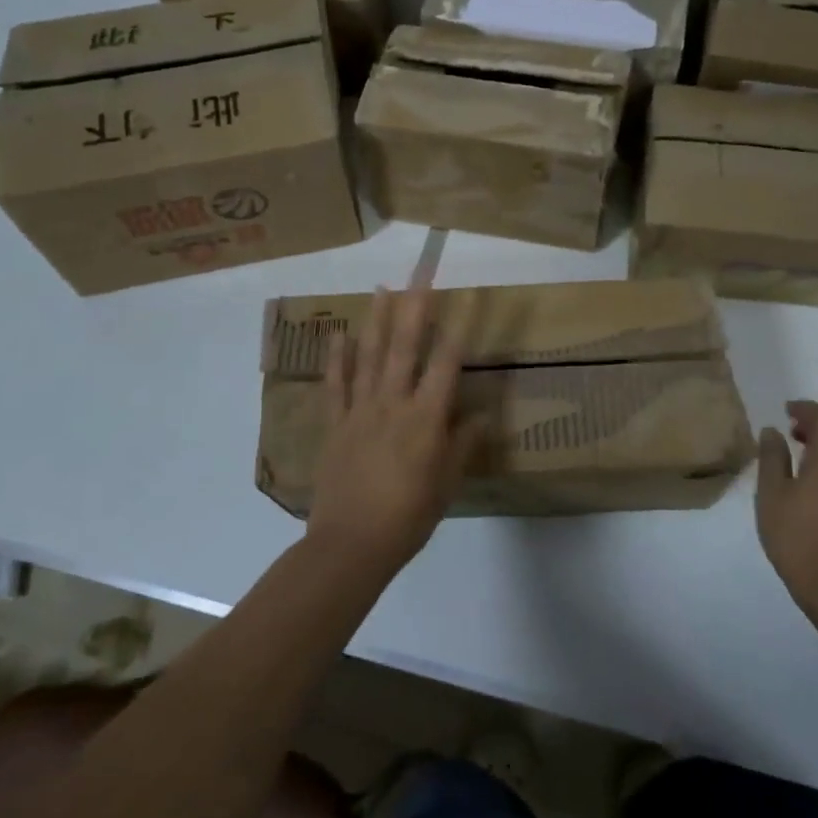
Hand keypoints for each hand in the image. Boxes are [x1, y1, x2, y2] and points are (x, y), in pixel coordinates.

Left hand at [305, 287, 480, 573]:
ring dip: (376, 319)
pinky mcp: (335, 424)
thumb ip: (463, 444)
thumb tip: (482, 413)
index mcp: (425, 418)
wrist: (351, 544)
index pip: (446, 364)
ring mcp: (360, 410)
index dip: (457, 329)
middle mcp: (393, 403)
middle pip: (404, 347)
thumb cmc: (408, 517)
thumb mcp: (448, 484)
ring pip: (369, 356)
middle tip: (419, 273)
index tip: (464, 299)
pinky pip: (336, 384)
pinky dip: (337, 358)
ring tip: (383, 288)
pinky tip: (340, 335)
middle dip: (414, 307)